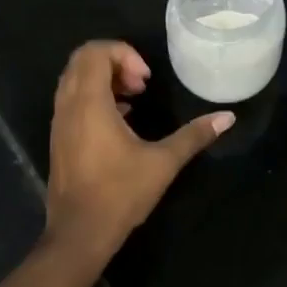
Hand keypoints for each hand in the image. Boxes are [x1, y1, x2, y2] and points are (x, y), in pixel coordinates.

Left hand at [43, 41, 233, 269]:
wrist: (79, 235)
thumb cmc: (120, 193)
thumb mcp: (163, 162)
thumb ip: (194, 135)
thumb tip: (228, 117)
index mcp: (90, 103)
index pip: (95, 52)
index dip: (124, 54)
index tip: (146, 79)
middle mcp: (68, 106)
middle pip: (82, 60)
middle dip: (114, 62)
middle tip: (141, 84)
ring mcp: (59, 123)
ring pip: (74, 79)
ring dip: (104, 79)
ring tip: (134, 99)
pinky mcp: (58, 139)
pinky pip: (72, 99)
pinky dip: (94, 96)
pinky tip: (121, 120)